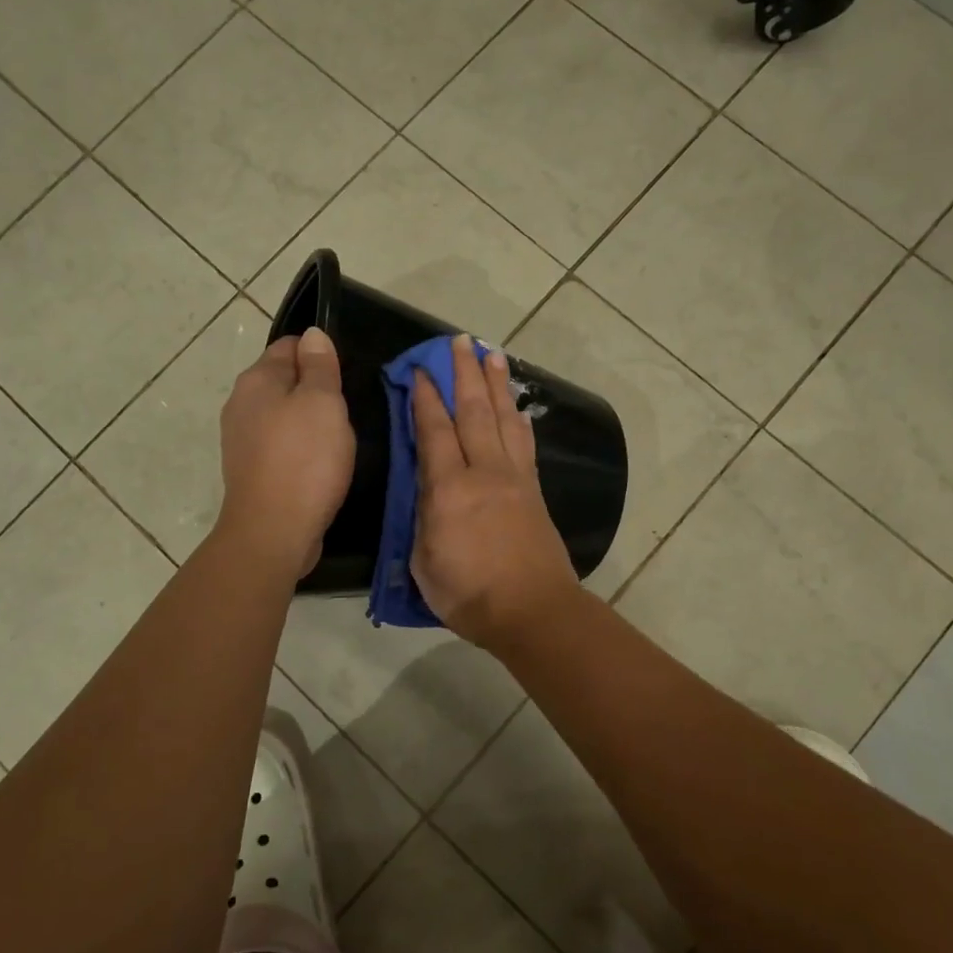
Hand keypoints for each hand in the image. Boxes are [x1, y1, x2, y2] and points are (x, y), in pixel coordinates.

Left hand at [217, 327, 354, 576]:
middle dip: (315, 389)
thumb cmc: (304, 460)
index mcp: (256, 380)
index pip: (290, 346)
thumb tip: (313, 335)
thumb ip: (320, 366)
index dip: (320, 355)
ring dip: (309, 421)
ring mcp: (242, 440)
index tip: (346, 376)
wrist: (274, 531)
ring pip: (283, 415)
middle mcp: (241, 404)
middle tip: (347, 407)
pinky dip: (300, 448)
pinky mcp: (251, 470)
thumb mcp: (323, 403)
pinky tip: (320, 463)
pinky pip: (281, 445)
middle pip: (284, 381)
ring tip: (338, 437)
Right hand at [411, 334, 579, 648]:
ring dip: (496, 384)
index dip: (424, 397)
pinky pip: (524, 441)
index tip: (418, 369)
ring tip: (492, 355)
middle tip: (459, 341)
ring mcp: (514, 477)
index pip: (434, 430)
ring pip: (502, 418)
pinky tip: (515, 405)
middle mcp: (484, 471)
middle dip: (463, 373)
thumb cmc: (469, 594)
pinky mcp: (534, 488)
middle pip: (472, 411)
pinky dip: (517, 416)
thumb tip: (426, 488)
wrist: (533, 610)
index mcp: (448, 489)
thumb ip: (422, 517)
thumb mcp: (424, 561)